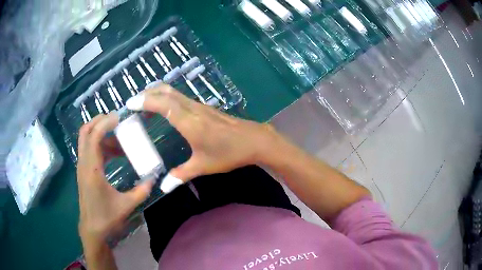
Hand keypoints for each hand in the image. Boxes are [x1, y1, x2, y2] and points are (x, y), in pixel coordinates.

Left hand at [77, 113, 153, 240]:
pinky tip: (115, 153)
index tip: (120, 118)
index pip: (94, 137)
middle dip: (99, 121)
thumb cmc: (106, 217)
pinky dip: (101, 144)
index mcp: (92, 169)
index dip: (105, 123)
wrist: (92, 229)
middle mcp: (84, 163)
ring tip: (120, 138)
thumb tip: (154, 178)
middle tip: (116, 120)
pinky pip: (90, 149)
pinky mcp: (84, 170)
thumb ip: (141, 191)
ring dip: (102, 134)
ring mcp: (82, 166)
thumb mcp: (126, 205)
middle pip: (85, 132)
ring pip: (87, 139)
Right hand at [125, 83, 279, 181]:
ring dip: (158, 95)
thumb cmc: (229, 153)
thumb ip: (180, 175)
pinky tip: (165, 111)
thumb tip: (162, 186)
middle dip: (148, 93)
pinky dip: (168, 99)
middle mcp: (192, 108)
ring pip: (174, 93)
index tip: (130, 104)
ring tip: (145, 107)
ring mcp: (199, 106)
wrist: (254, 140)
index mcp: (189, 122)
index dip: (145, 101)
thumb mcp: (203, 166)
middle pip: (166, 91)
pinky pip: (181, 98)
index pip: (163, 104)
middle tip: (134, 104)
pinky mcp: (204, 107)